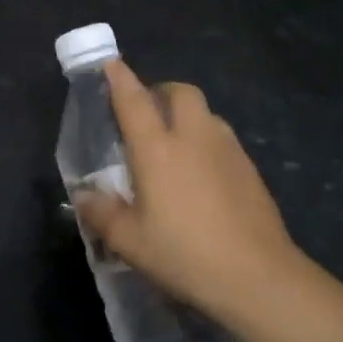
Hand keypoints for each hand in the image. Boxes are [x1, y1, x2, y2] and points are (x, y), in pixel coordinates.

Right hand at [74, 57, 304, 327]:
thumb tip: (83, 196)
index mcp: (157, 149)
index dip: (119, 78)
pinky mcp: (249, 169)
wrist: (258, 278)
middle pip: (180, 91)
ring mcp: (227, 150)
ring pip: (206, 112)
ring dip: (187, 115)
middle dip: (161, 91)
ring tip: (175, 143)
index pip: (134, 100)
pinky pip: (223, 138)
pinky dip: (207, 140)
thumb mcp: (130, 242)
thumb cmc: (185, 254)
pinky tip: (202, 173)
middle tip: (146, 112)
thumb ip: (102, 213)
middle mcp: (193, 137)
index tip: (110, 63)